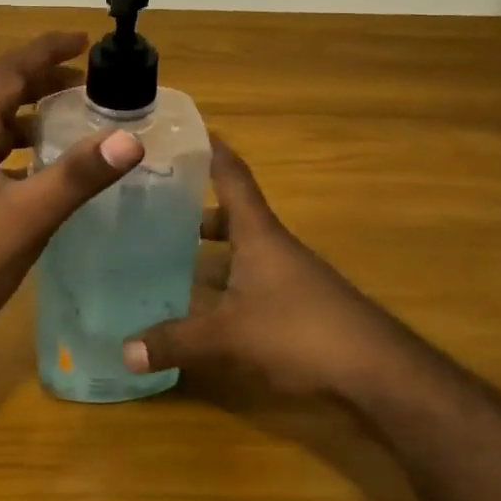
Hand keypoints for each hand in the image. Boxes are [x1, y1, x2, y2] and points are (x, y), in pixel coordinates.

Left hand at [0, 32, 145, 345]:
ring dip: (39, 112)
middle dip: (46, 78)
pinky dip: (31, 145)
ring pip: (3, 124)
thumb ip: (78, 176)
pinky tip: (55, 164)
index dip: (45, 51)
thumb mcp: (30, 215)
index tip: (84, 40)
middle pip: (5, 93)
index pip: (9, 72)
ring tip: (80, 112)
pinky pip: (2, 152)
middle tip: (92, 77)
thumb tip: (130, 138)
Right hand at [122, 140, 393, 396]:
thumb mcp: (229, 336)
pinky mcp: (296, 304)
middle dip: (195, 208)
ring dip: (209, 248)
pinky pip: (249, 279)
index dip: (211, 150)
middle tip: (154, 205)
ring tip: (166, 254)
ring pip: (241, 249)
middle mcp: (273, 245)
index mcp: (258, 233)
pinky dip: (224, 281)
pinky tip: (202, 304)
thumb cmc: (300, 332)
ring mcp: (288, 275)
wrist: (377, 370)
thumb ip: (175, 342)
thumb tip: (123, 352)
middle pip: (232, 214)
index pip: (232, 176)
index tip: (185, 130)